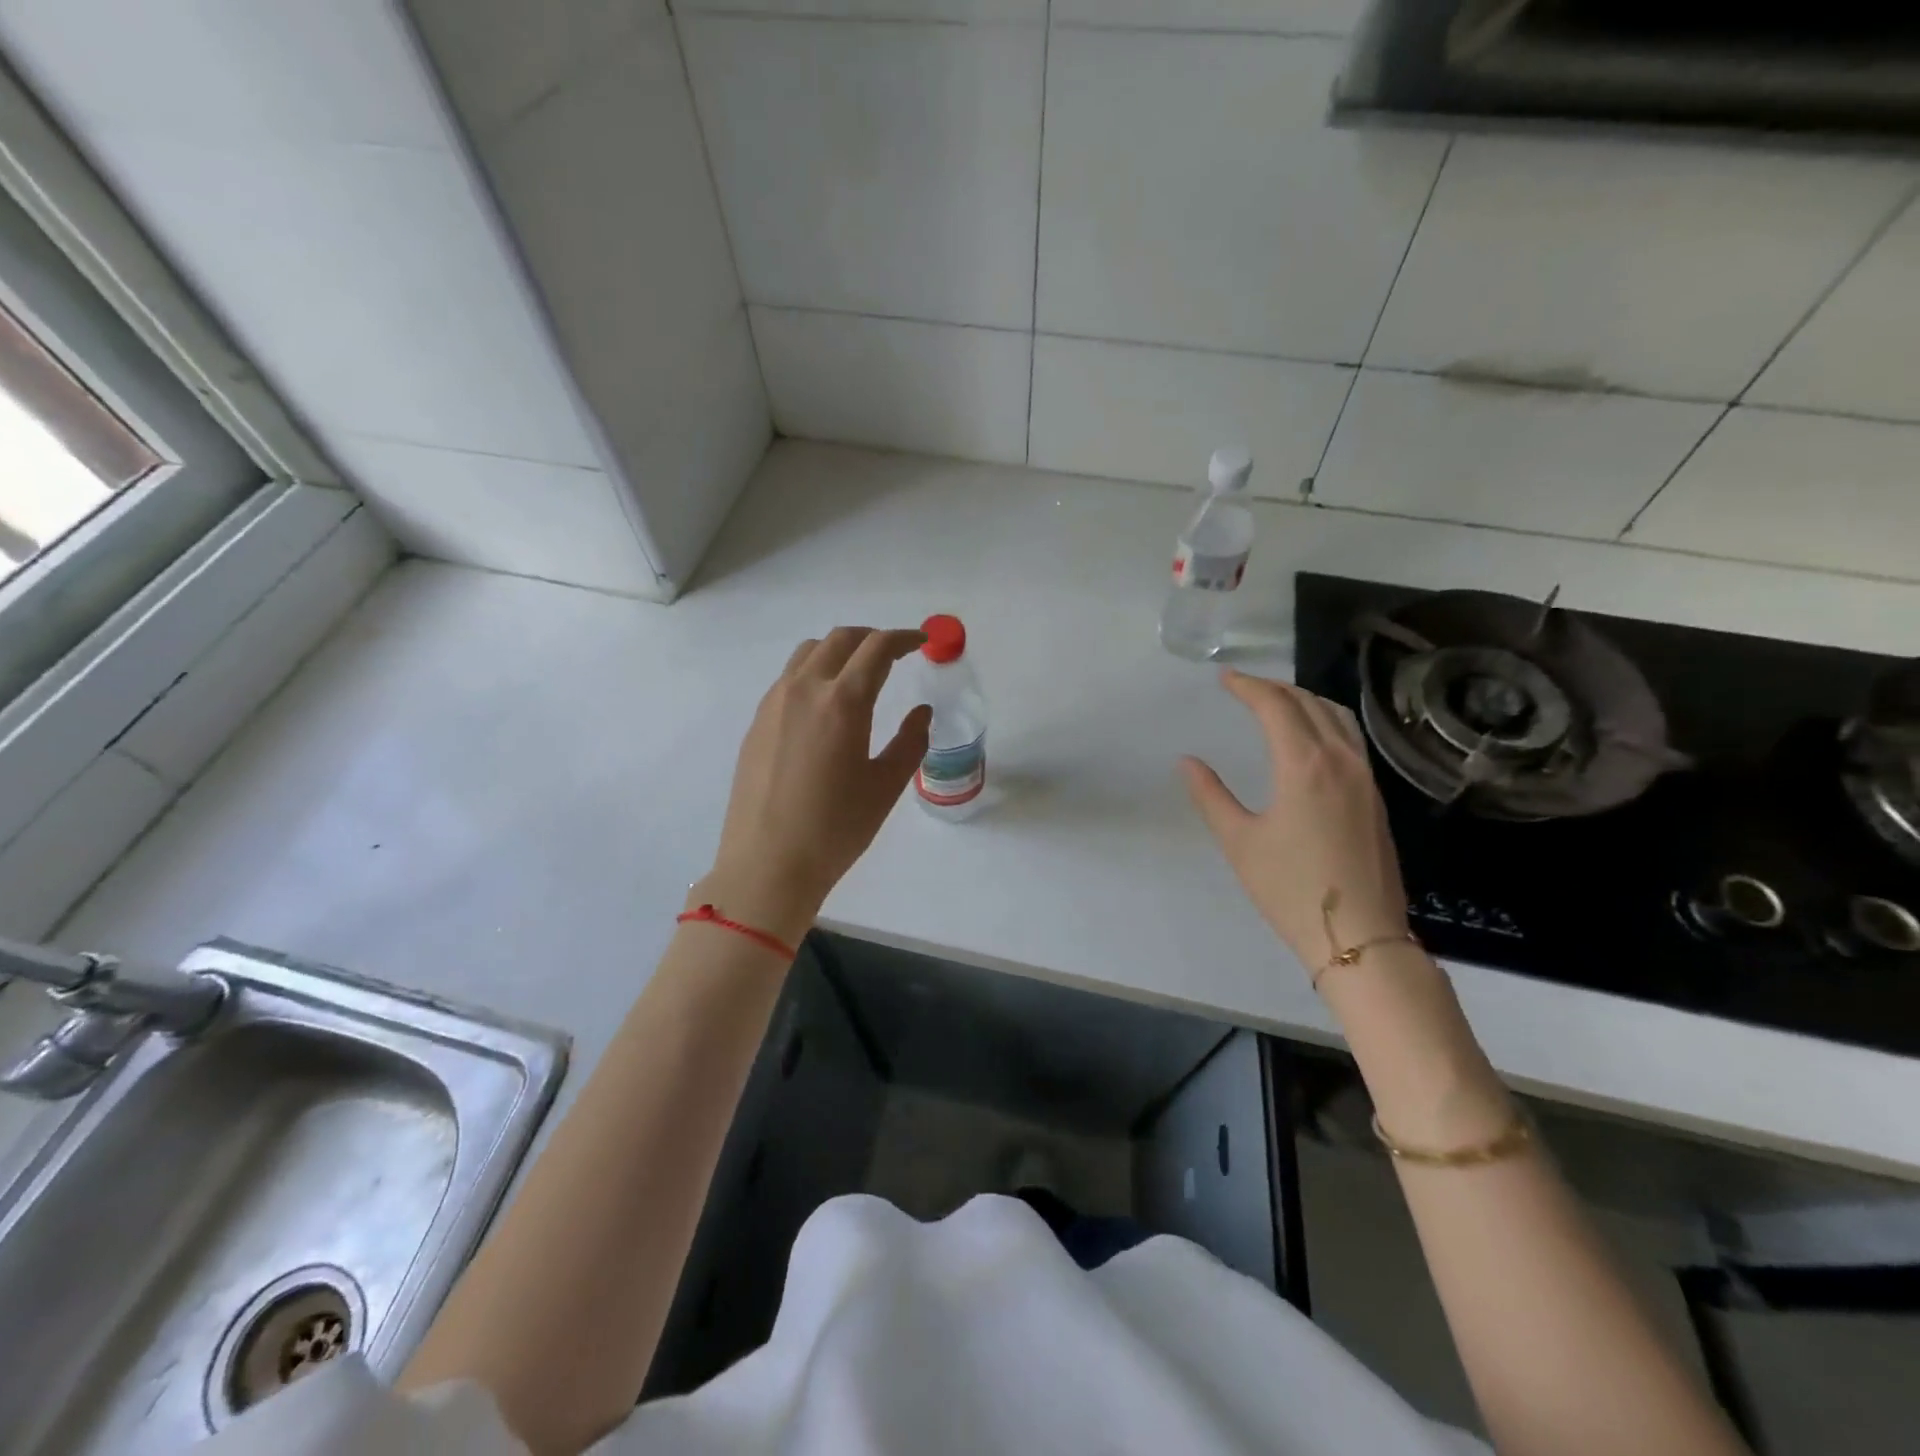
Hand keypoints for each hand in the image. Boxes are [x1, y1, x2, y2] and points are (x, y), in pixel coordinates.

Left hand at [697, 627, 931, 946]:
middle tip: (895, 655)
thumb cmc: (835, 829)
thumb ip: (910, 742)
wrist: (767, 864)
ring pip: (809, 653)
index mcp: (842, 702)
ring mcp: (774, 703)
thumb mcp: (885, 786)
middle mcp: (804, 689)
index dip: (903, 638)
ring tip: (859, 673)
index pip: (877, 648)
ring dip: (840, 651)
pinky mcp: (757, 722)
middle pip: (840, 639)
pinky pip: (789, 678)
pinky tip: (825, 704)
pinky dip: (815, 672)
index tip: (921, 643)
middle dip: (872, 638)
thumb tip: (921, 712)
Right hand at [1182, 670, 1409, 968]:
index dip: (1247, 687)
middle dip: (1274, 688)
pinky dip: (1325, 721)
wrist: (1359, 936)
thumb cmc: (1290, 888)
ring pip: (1337, 718)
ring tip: (1276, 702)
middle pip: (1309, 703)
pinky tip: (1310, 738)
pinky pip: (1350, 739)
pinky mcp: (1374, 798)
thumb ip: (1211, 796)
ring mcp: (1364, 778)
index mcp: (1305, 765)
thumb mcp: (1239, 842)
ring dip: (1304, 700)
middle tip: (1243, 687)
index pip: (1276, 707)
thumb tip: (1188, 762)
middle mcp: (1341, 760)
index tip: (1223, 679)